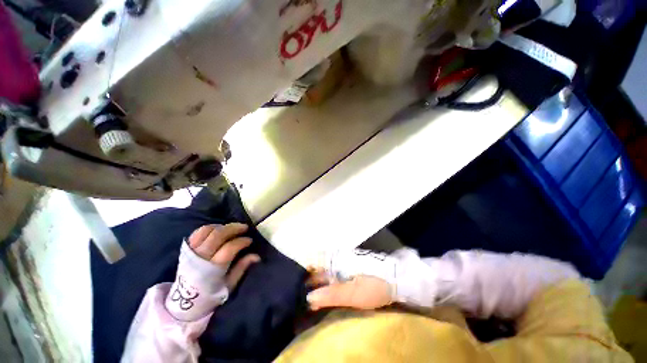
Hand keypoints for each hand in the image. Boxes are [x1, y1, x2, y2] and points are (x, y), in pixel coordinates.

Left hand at [188, 223, 259, 290]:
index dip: (241, 241)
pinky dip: (209, 228)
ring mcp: (191, 252)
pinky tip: (219, 229)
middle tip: (244, 227)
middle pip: (217, 235)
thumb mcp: (229, 286)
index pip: (229, 248)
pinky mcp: (186, 250)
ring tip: (232, 228)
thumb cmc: (210, 295)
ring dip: (222, 227)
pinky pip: (197, 233)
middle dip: (233, 228)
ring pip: (207, 231)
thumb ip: (241, 268)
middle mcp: (200, 257)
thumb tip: (256, 256)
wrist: (184, 303)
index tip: (250, 241)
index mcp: (212, 269)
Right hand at [306, 268, 392, 310]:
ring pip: (327, 270)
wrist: (396, 279)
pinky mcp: (352, 268)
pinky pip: (335, 274)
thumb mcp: (353, 294)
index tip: (296, 282)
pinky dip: (328, 282)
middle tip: (300, 292)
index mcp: (337, 262)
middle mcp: (339, 260)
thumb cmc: (373, 286)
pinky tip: (326, 291)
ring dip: (318, 281)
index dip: (305, 271)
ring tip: (310, 295)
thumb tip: (309, 297)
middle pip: (320, 267)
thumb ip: (331, 295)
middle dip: (310, 279)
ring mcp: (346, 263)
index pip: (316, 262)